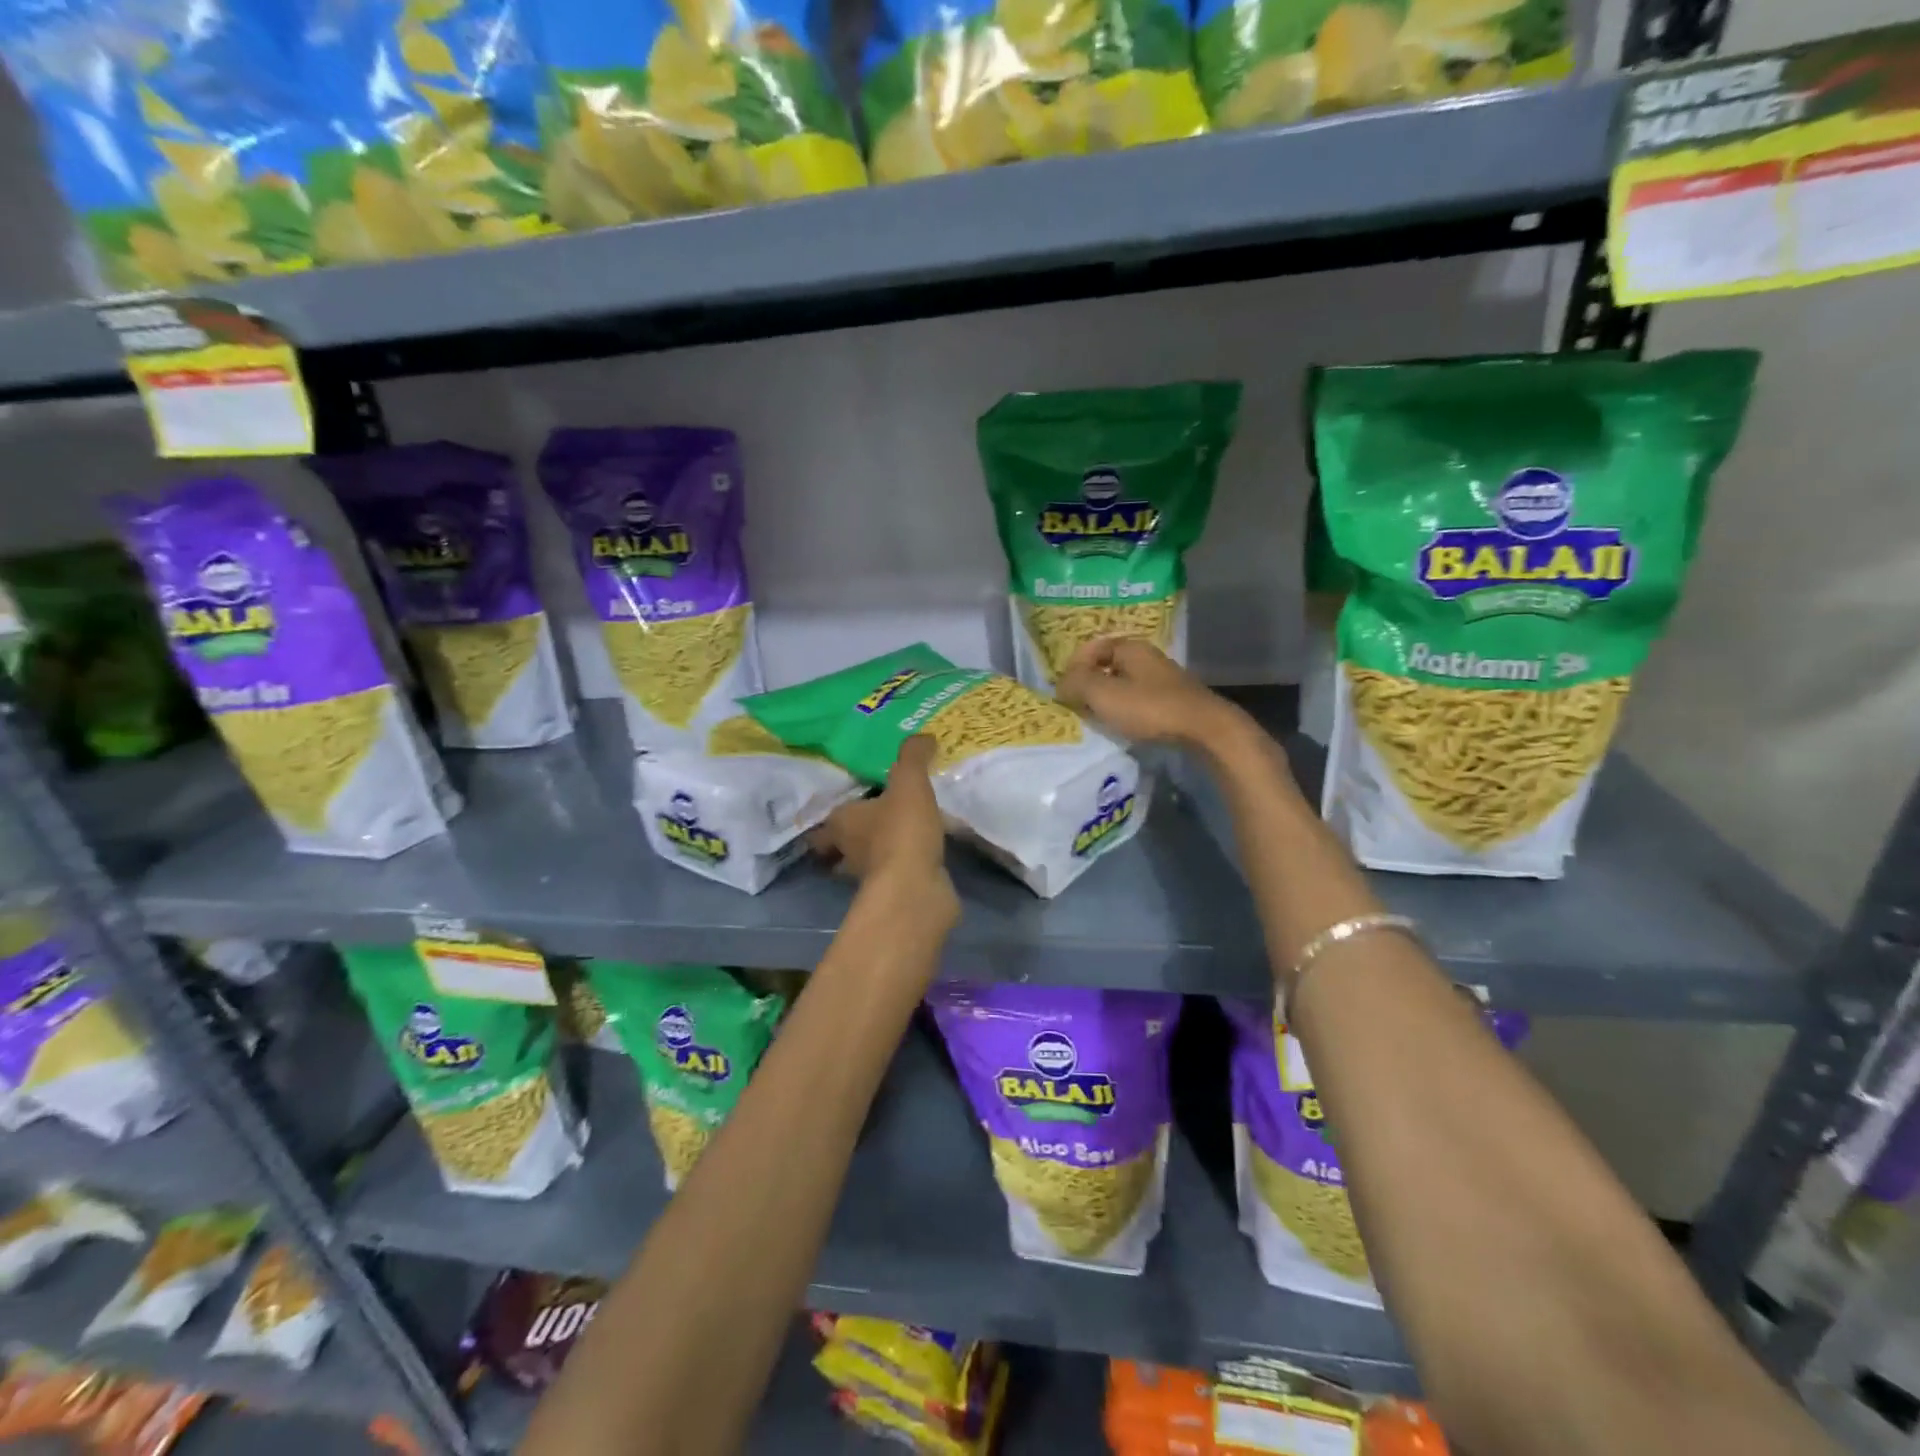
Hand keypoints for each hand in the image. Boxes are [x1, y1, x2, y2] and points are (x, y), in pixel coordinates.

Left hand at [809, 736, 958, 926]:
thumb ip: (912, 757)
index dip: (832, 814)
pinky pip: (894, 875)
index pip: (825, 821)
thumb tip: (922, 736)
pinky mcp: (893, 894)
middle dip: (850, 836)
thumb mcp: (909, 783)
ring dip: (877, 852)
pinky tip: (921, 854)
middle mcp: (848, 852)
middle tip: (872, 820)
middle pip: (839, 846)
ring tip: (900, 834)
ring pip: (866, 862)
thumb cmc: (901, 831)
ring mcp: (869, 877)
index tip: (847, 804)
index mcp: (841, 823)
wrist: (916, 889)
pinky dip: (903, 866)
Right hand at [1055, 637, 1246, 750]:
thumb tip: (1061, 684)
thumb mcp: (1103, 694)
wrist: (1204, 729)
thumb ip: (1076, 684)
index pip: (1092, 648)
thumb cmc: (1149, 707)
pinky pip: (1139, 700)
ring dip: (1107, 701)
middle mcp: (1148, 657)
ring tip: (1098, 720)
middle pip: (1108, 666)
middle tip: (1077, 706)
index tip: (1064, 691)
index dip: (1074, 667)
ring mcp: (1163, 679)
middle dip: (1089, 685)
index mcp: (1130, 647)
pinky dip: (1126, 711)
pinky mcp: (1174, 701)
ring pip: (1124, 685)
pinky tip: (1124, 727)